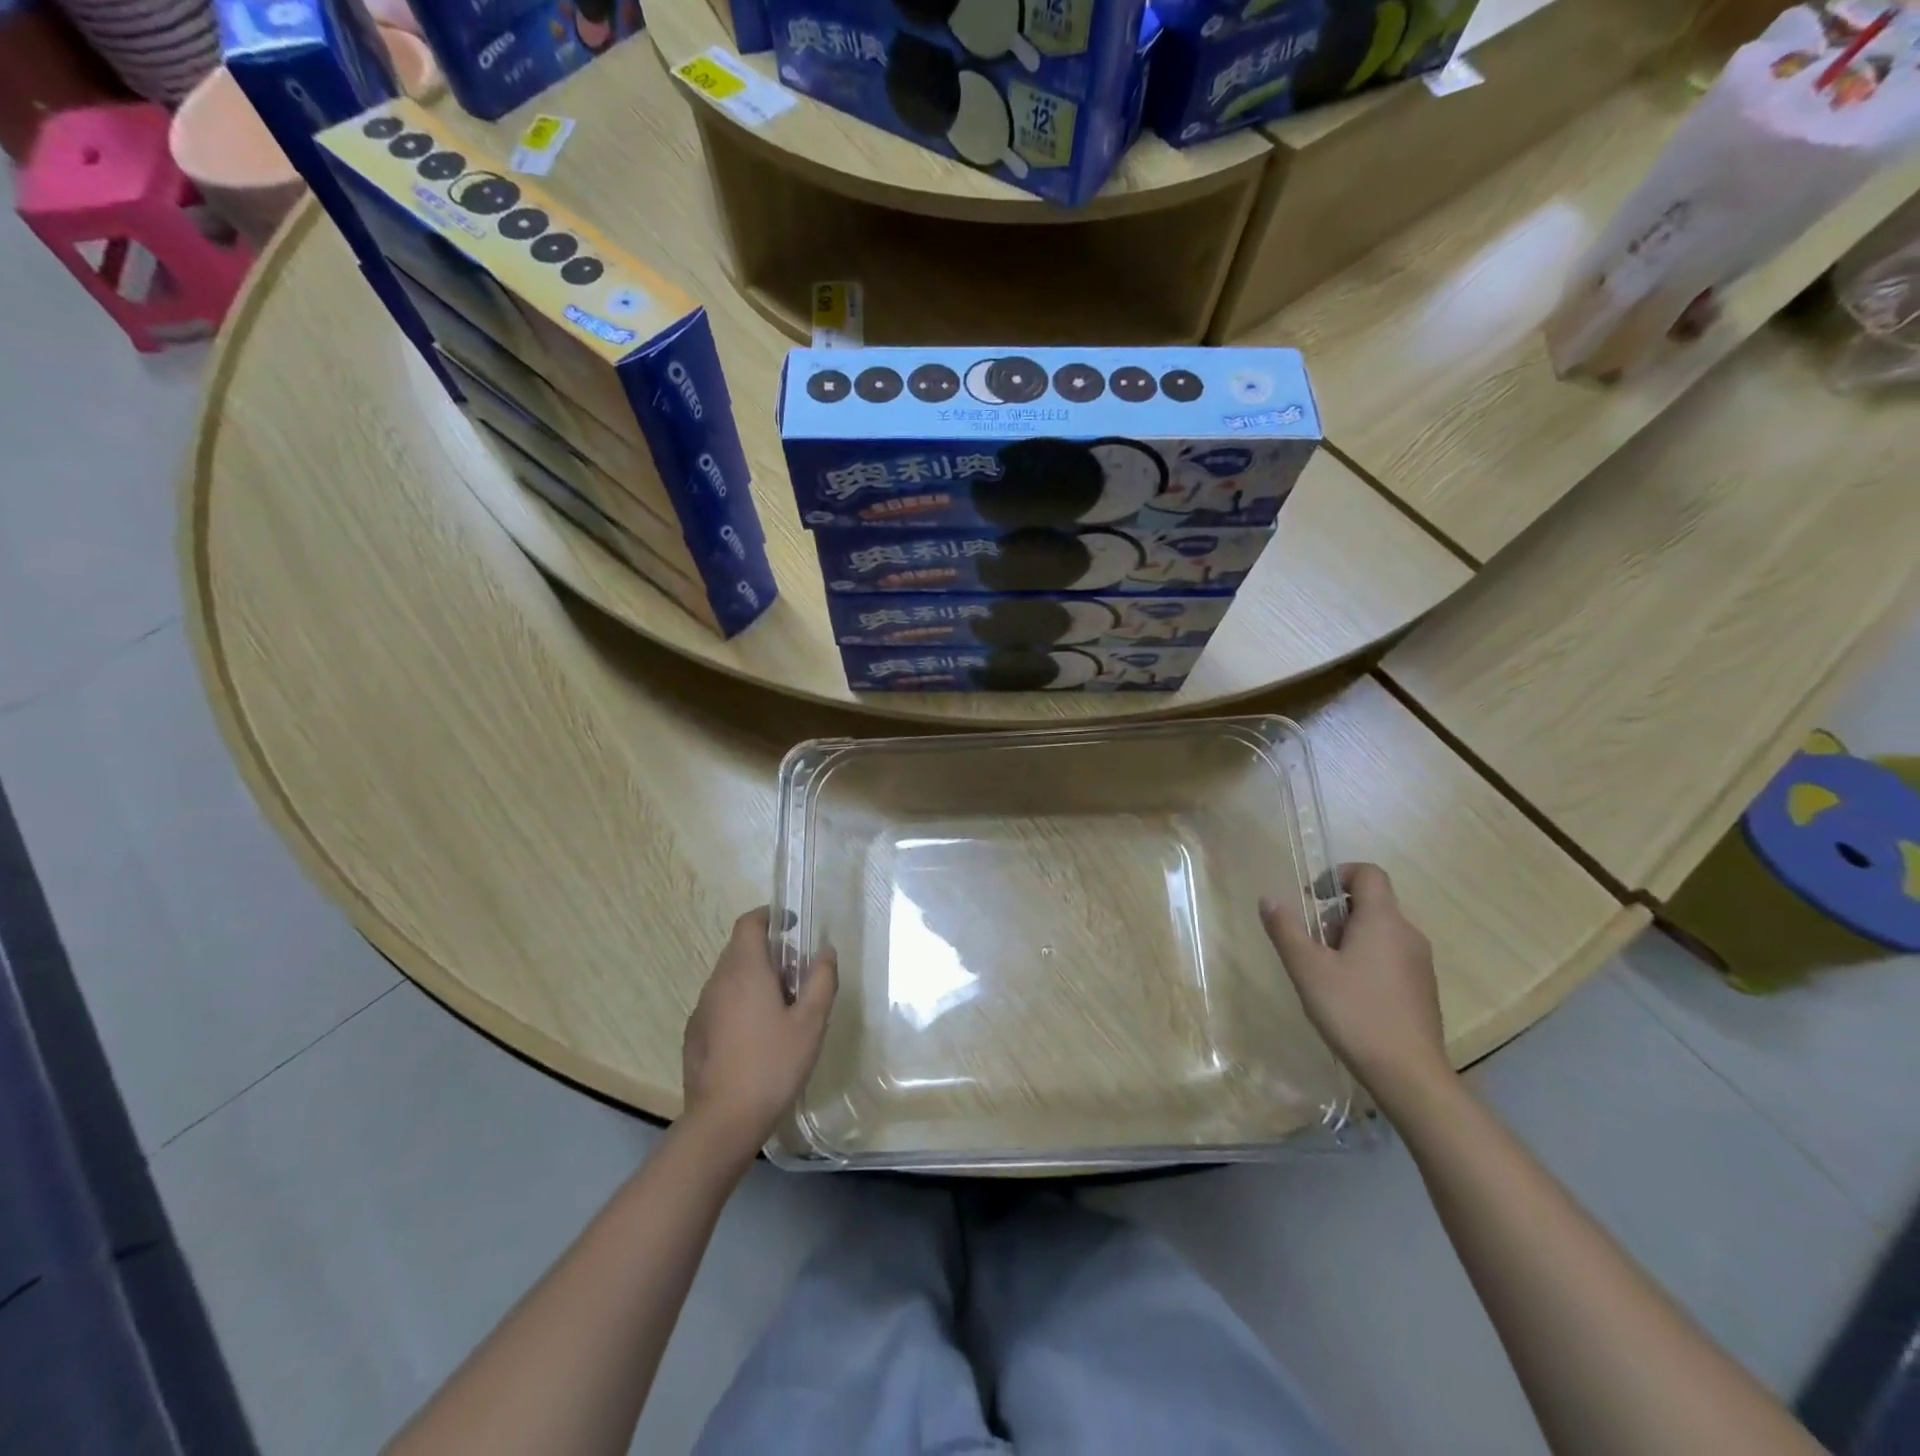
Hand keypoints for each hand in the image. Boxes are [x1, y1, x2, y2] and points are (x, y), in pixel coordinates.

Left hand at [682, 908, 836, 1159]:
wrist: (723, 1121)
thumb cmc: (773, 1065)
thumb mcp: (811, 1022)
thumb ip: (821, 980)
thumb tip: (825, 951)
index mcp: (744, 970)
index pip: (749, 923)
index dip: (770, 916)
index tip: (792, 925)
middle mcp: (717, 981)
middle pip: (740, 949)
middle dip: (769, 952)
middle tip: (798, 976)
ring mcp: (702, 1008)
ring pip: (730, 977)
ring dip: (755, 978)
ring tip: (782, 1008)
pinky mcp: (694, 1034)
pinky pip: (720, 1002)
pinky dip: (740, 1002)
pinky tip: (757, 1035)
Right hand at [1260, 863, 1448, 1107]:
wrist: (1409, 1074)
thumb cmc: (1354, 1011)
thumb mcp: (1307, 968)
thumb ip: (1286, 929)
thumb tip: (1268, 899)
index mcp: (1382, 920)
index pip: (1368, 873)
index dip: (1338, 875)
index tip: (1312, 898)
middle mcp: (1407, 933)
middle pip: (1371, 903)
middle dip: (1336, 915)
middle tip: (1313, 945)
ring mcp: (1420, 963)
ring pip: (1381, 932)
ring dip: (1350, 939)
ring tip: (1327, 973)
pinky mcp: (1423, 989)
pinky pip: (1391, 957)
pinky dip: (1367, 961)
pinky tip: (1349, 995)